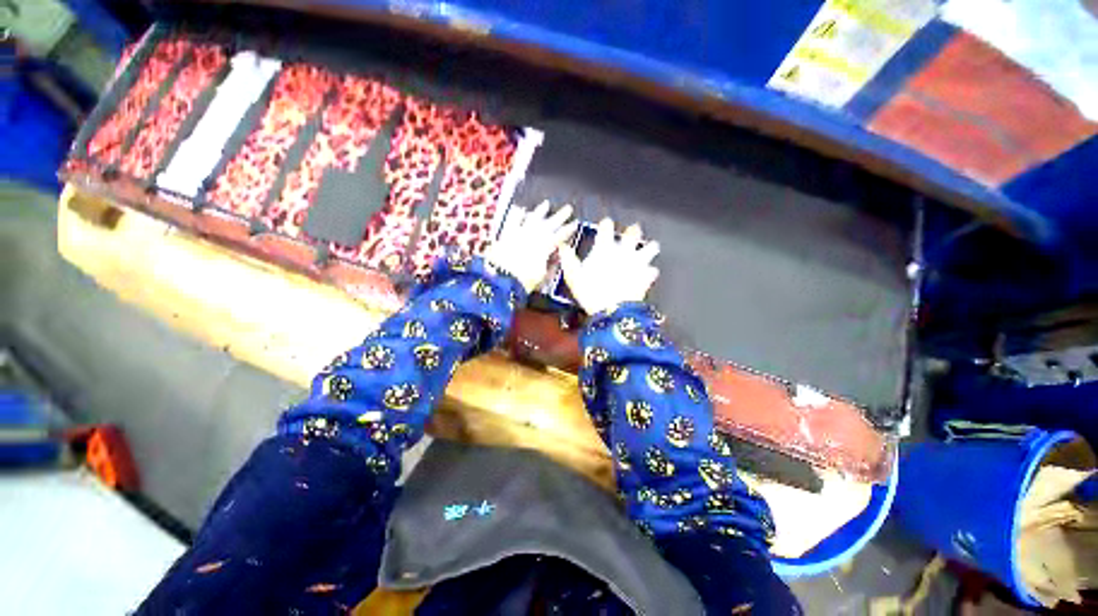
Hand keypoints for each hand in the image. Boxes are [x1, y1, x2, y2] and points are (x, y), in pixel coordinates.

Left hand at [484, 201, 576, 292]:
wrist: (501, 278)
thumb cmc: (524, 280)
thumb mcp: (542, 276)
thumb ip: (550, 265)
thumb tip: (556, 258)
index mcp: (546, 246)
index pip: (561, 235)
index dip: (569, 229)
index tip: (575, 223)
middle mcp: (534, 236)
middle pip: (550, 223)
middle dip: (560, 216)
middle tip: (568, 208)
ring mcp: (520, 233)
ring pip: (532, 218)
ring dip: (540, 211)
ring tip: (546, 204)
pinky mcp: (507, 234)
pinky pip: (512, 220)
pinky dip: (517, 214)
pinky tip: (520, 209)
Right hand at [558, 218, 659, 314]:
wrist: (613, 310)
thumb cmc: (590, 291)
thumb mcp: (573, 276)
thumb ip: (568, 259)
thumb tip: (562, 246)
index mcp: (605, 247)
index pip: (606, 227)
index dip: (605, 224)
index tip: (605, 225)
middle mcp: (624, 250)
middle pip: (633, 233)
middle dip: (632, 231)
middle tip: (631, 232)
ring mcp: (638, 262)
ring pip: (651, 248)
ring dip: (649, 248)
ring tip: (648, 249)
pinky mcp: (647, 276)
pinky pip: (653, 270)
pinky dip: (650, 271)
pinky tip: (648, 274)